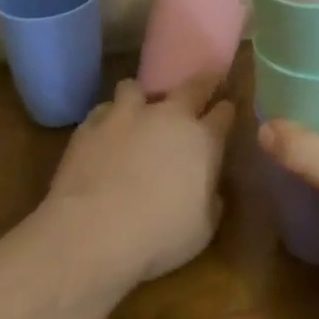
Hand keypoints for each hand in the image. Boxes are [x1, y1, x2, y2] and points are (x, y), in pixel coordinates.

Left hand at [43, 73, 235, 285]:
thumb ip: (210, 199)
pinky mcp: (92, 124)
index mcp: (202, 139)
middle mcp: (168, 116)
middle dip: (202, 82)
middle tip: (203, 84)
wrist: (93, 232)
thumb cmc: (158, 235)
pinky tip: (104, 137)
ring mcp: (127, 115)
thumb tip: (208, 188)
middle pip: (192, 86)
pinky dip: (107, 120)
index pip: (223, 113)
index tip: (227, 109)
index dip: (226, 110)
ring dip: (140, 98)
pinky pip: (103, 111)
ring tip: (137, 114)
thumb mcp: (202, 229)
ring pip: (136, 87)